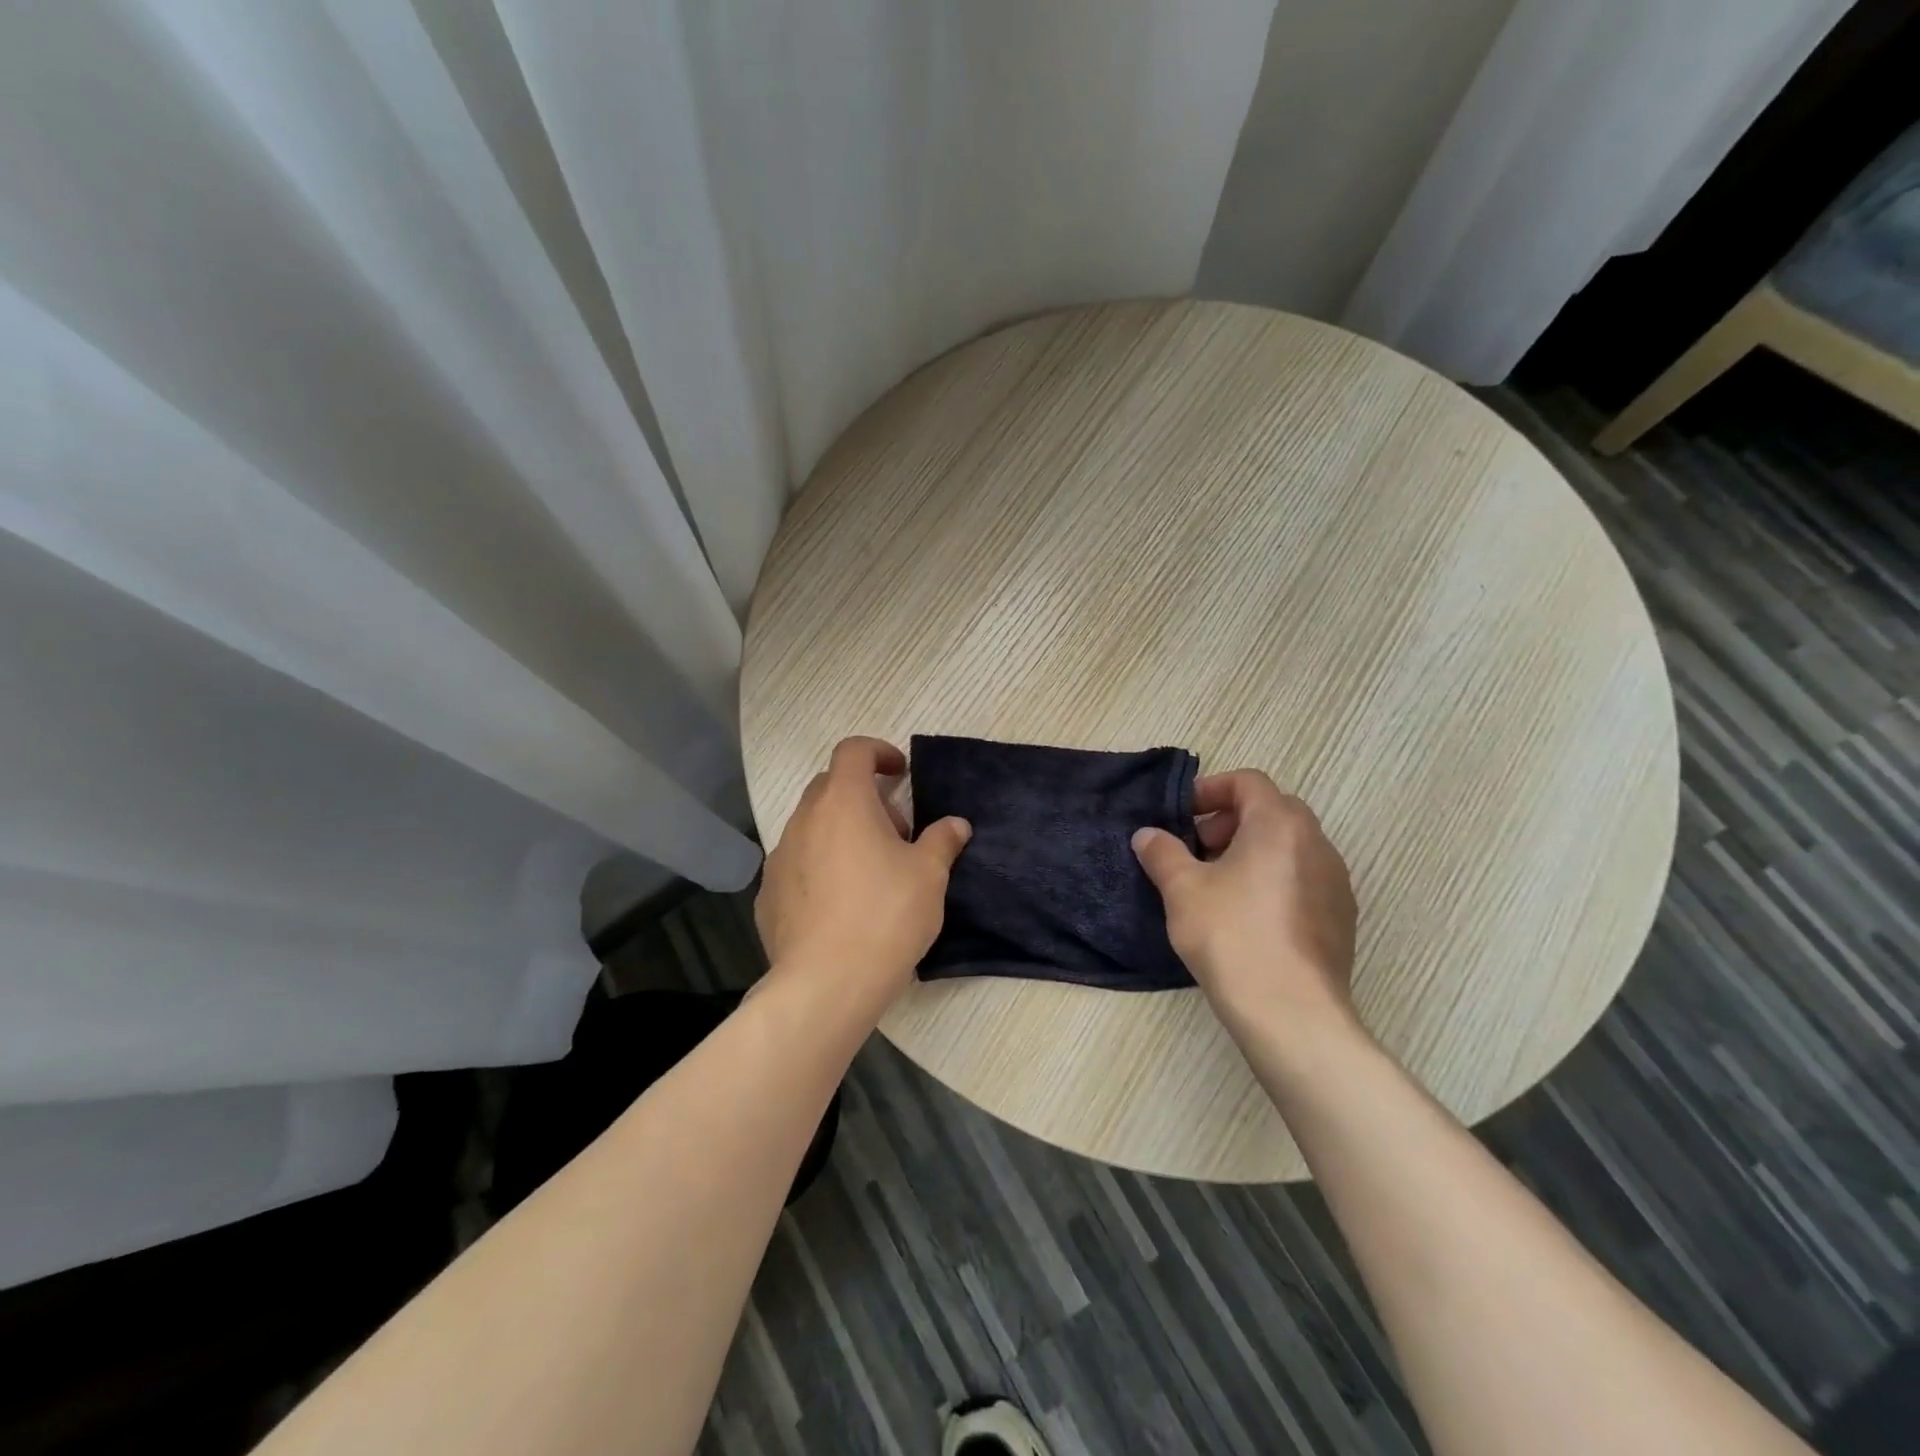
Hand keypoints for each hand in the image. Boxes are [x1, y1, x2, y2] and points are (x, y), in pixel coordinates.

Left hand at [755, 737, 971, 1008]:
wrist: (826, 984)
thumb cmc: (885, 916)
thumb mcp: (929, 876)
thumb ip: (942, 841)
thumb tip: (956, 824)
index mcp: (843, 803)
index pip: (853, 751)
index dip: (878, 752)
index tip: (900, 774)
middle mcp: (804, 820)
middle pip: (830, 787)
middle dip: (863, 797)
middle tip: (895, 833)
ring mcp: (779, 857)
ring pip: (811, 827)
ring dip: (840, 833)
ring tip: (869, 872)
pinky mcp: (767, 894)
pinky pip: (797, 864)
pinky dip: (819, 867)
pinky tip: (840, 904)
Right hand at [1132, 770, 1357, 1034]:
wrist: (1291, 1013)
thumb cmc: (1232, 935)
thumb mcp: (1182, 889)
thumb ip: (1162, 852)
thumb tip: (1147, 834)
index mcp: (1280, 824)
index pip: (1248, 781)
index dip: (1210, 790)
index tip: (1182, 816)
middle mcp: (1317, 843)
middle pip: (1271, 811)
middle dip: (1229, 822)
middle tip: (1197, 850)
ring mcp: (1336, 882)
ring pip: (1289, 847)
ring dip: (1252, 852)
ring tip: (1217, 885)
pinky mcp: (1341, 918)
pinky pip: (1303, 880)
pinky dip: (1273, 881)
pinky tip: (1247, 918)